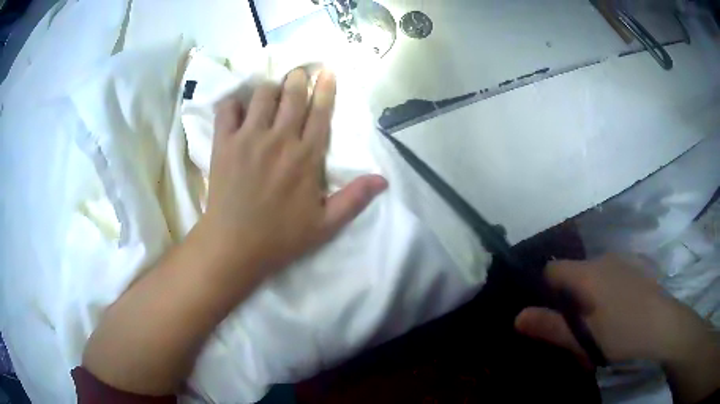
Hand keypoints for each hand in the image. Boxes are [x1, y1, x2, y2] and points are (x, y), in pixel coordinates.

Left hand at [81, 70, 387, 395]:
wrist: (234, 246)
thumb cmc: (280, 237)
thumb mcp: (325, 225)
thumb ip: (354, 199)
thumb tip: (383, 180)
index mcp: (306, 156)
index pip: (320, 111)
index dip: (325, 88)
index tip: (327, 71)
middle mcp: (280, 139)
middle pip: (292, 94)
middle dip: (298, 78)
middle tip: (299, 73)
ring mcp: (249, 138)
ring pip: (262, 95)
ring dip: (269, 88)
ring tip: (271, 92)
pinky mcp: (224, 143)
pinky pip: (227, 109)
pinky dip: (234, 104)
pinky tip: (238, 109)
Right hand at [514, 255, 719, 402]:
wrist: (665, 326)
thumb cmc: (623, 334)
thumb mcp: (584, 339)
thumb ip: (551, 327)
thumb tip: (516, 317)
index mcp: (588, 273)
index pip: (552, 269)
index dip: (545, 290)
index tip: (553, 315)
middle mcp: (603, 258)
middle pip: (573, 272)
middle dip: (569, 297)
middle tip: (577, 327)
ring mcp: (622, 260)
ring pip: (593, 274)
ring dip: (588, 295)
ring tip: (599, 323)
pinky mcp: (635, 266)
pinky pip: (611, 274)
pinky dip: (606, 290)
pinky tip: (618, 311)